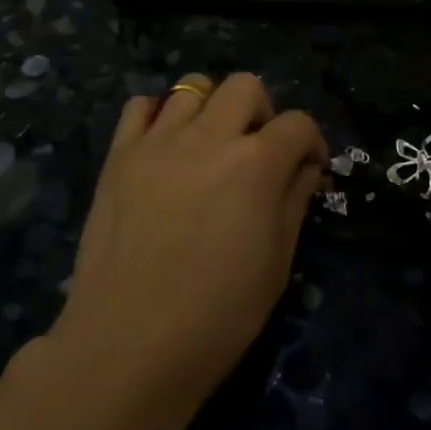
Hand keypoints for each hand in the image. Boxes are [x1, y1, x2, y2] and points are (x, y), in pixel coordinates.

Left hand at [52, 73, 326, 414]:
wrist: (129, 343)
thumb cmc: (218, 315)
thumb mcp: (277, 262)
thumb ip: (294, 200)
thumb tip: (304, 166)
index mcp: (256, 163)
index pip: (298, 123)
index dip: (311, 143)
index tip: (308, 169)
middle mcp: (209, 136)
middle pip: (246, 86)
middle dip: (263, 111)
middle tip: (258, 151)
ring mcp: (158, 141)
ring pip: (193, 86)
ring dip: (212, 108)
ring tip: (209, 146)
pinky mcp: (118, 155)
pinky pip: (140, 107)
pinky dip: (158, 115)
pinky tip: (164, 147)